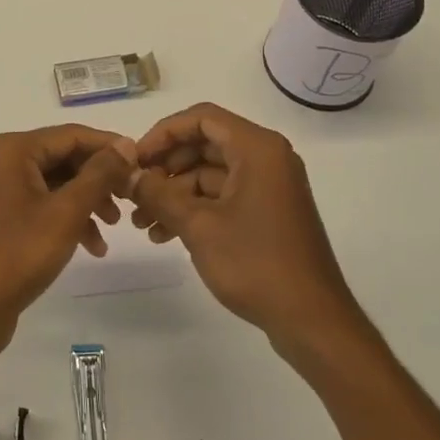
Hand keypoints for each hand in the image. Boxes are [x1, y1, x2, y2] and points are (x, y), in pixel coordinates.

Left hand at [0, 126, 138, 356]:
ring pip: (59, 182)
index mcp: (15, 149)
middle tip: (132, 197)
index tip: (143, 164)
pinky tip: (94, 246)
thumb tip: (126, 144)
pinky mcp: (7, 214)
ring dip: (89, 200)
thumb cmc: (19, 254)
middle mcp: (6, 160)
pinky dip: (71, 218)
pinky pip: (47, 203)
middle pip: (66, 157)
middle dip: (100, 178)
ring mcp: (5, 188)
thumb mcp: (67, 212)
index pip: (73, 135)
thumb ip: (99, 174)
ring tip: (115, 225)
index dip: (110, 147)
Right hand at [128, 103, 367, 360]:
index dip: (163, 133)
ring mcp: (268, 185)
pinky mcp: (267, 211)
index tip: (135, 159)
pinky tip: (164, 235)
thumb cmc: (256, 263)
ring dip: (174, 193)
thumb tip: (127, 174)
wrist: (312, 321)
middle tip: (133, 192)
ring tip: (142, 223)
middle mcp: (266, 157)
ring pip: (209, 173)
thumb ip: (159, 194)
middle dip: (165, 168)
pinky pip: (223, 195)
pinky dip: (194, 209)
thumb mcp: (198, 226)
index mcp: (257, 148)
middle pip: (204, 144)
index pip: (201, 118)